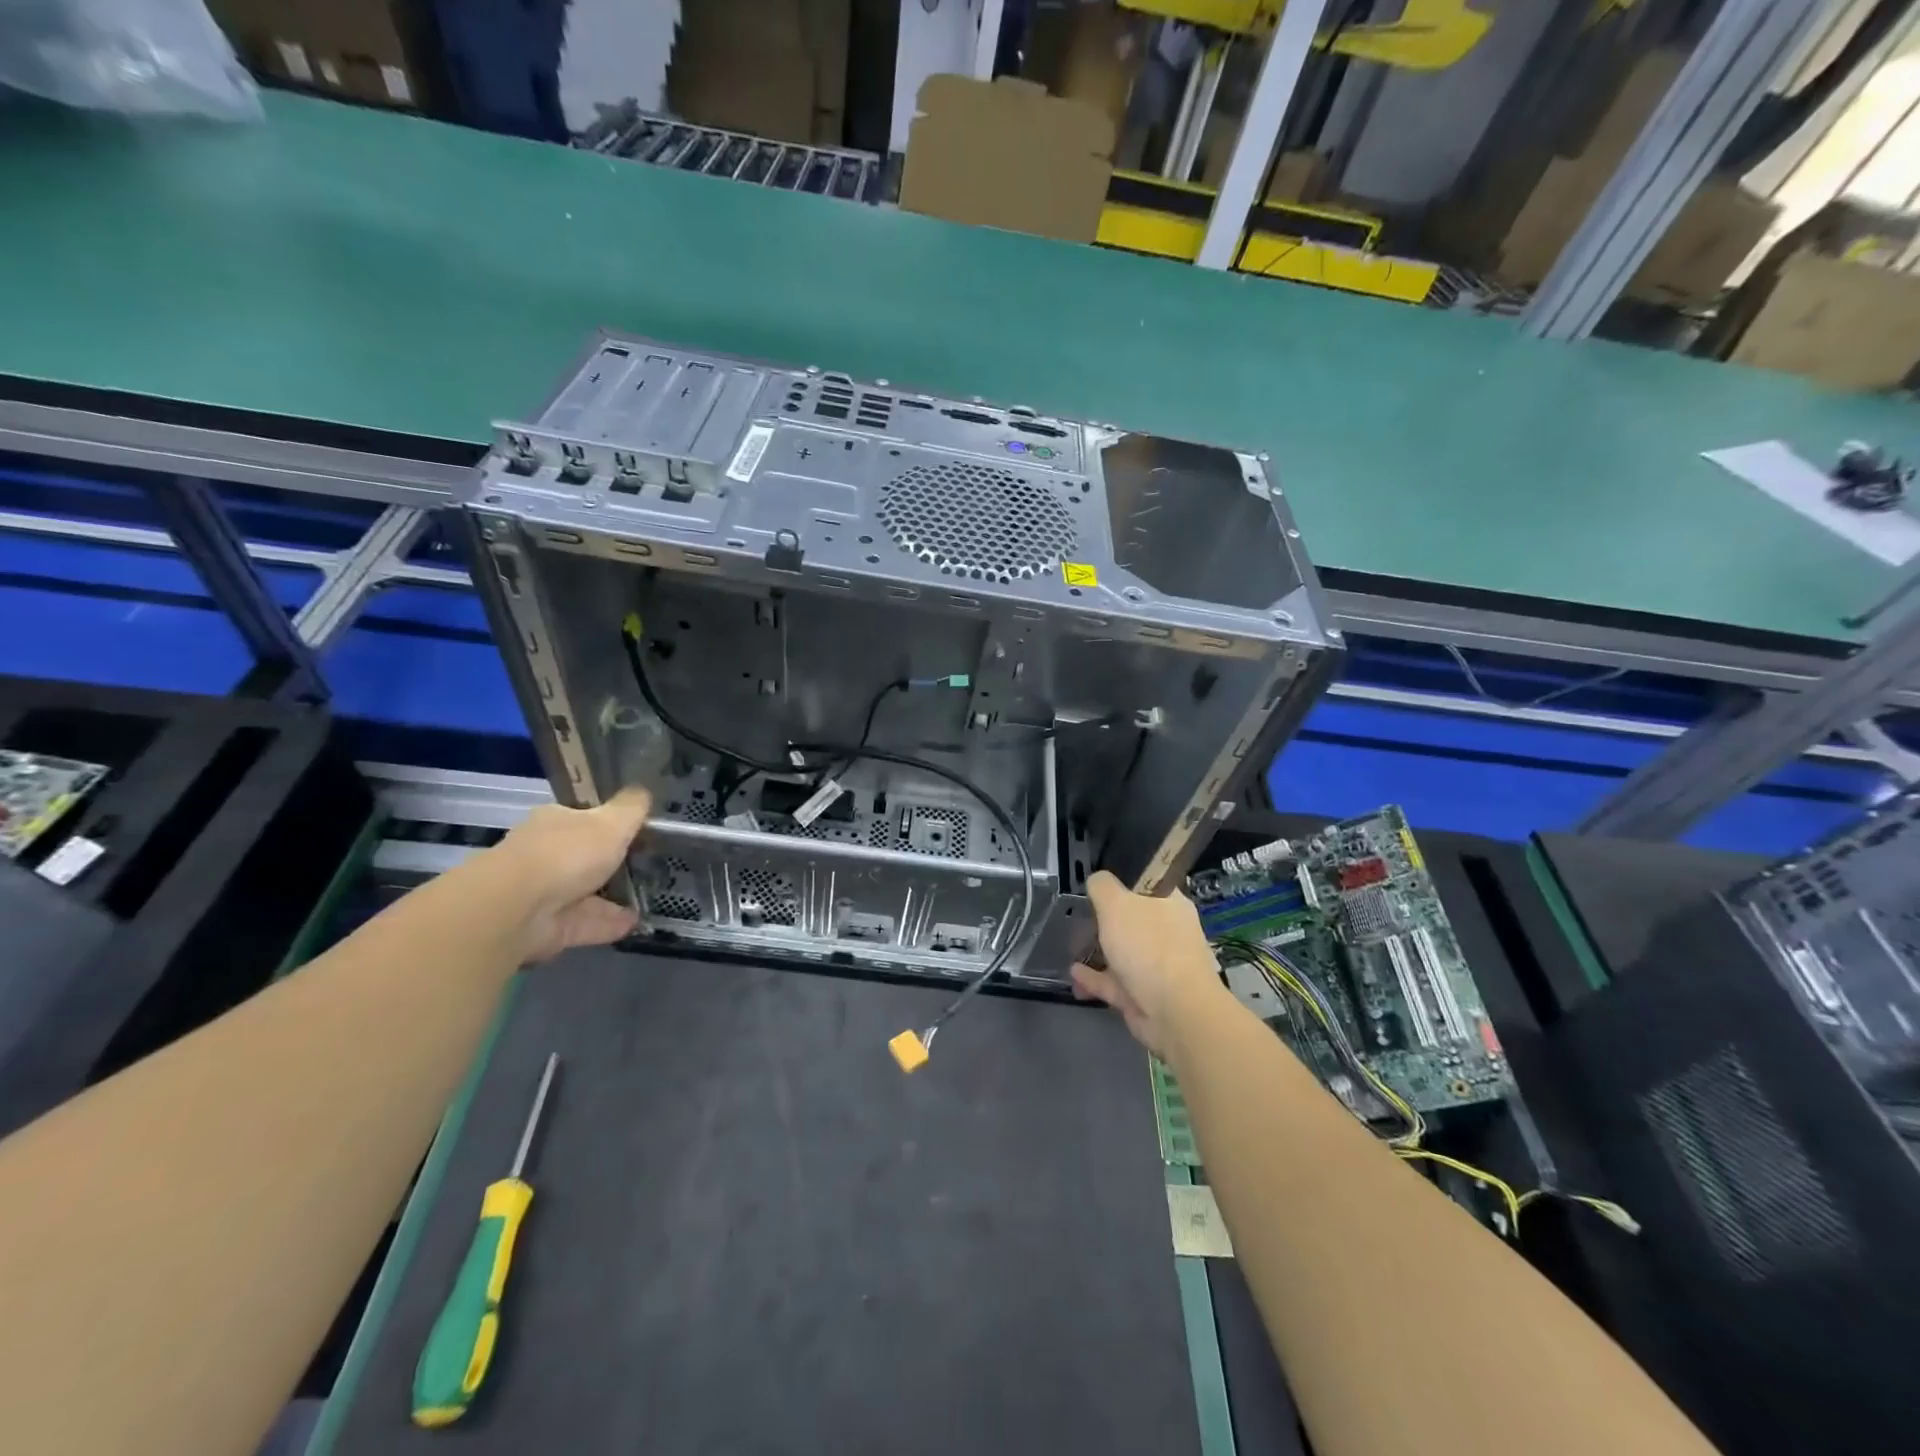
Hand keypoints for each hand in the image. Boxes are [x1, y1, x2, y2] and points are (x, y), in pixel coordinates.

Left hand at [468, 788, 652, 962]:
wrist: (518, 908)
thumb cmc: (567, 853)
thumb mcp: (612, 821)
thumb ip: (631, 808)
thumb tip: (644, 791)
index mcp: (554, 822)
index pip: (581, 818)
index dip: (607, 823)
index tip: (635, 831)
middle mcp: (544, 854)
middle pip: (581, 856)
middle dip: (607, 862)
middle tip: (645, 865)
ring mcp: (543, 893)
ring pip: (584, 893)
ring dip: (612, 897)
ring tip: (646, 899)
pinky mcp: (547, 927)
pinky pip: (586, 922)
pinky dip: (609, 923)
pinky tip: (635, 923)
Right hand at [1070, 871, 1223, 1055]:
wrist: (1175, 1011)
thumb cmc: (1149, 945)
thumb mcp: (1116, 903)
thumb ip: (1102, 886)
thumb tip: (1097, 880)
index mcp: (1170, 904)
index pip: (1148, 883)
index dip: (1124, 879)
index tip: (1098, 882)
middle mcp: (1167, 932)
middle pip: (1133, 919)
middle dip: (1107, 919)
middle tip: (1079, 914)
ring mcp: (1157, 966)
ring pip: (1123, 953)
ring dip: (1097, 951)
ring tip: (1071, 946)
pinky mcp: (1144, 995)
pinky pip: (1114, 982)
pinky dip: (1094, 977)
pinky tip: (1074, 973)